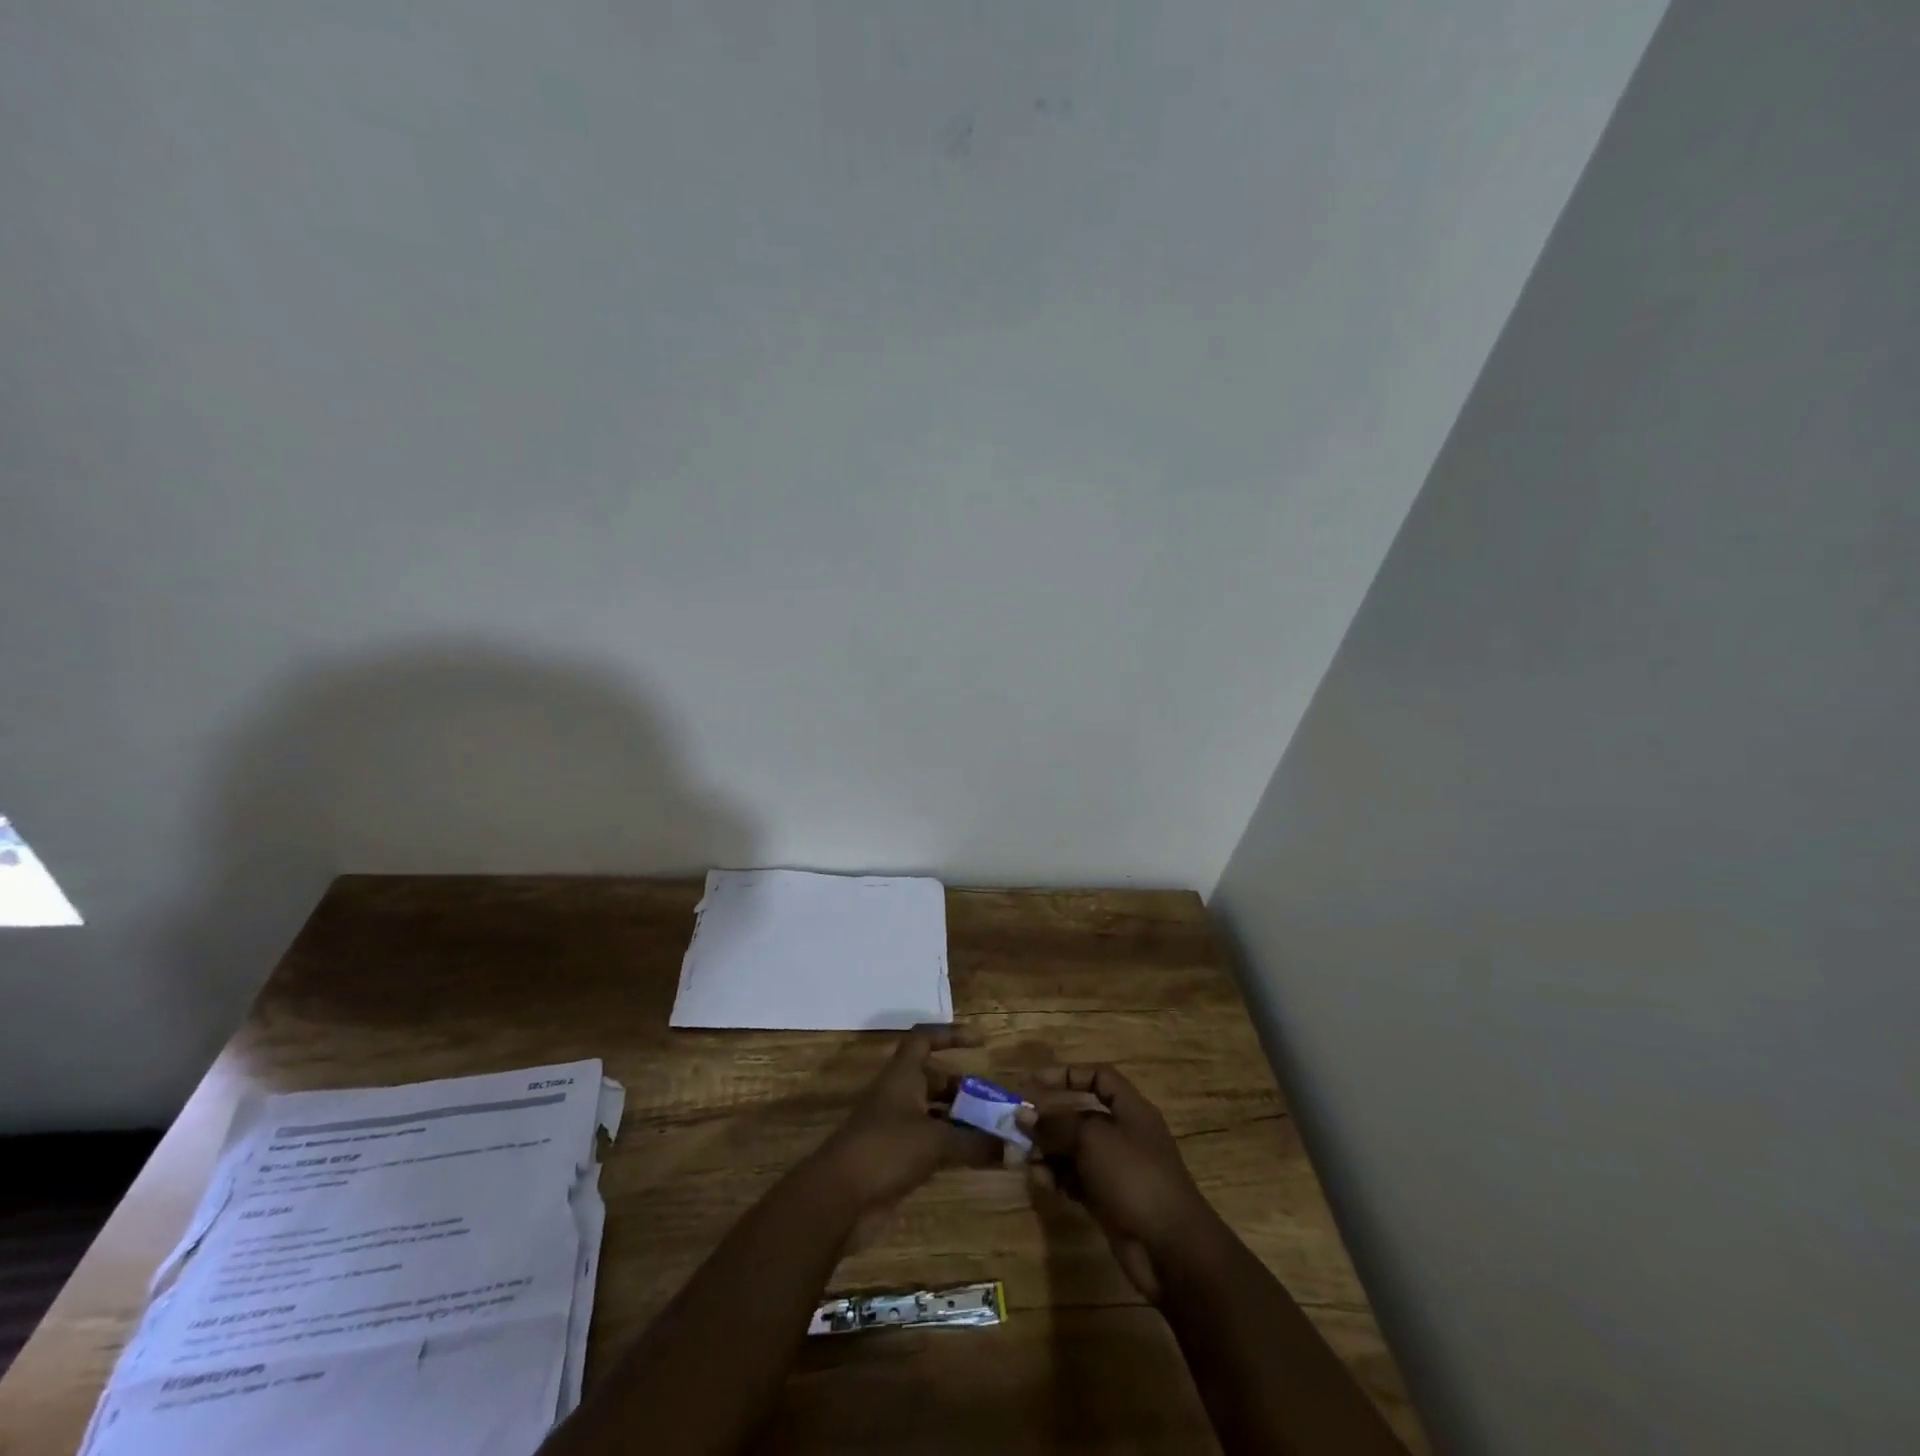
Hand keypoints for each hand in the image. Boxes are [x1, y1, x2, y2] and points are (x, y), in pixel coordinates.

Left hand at [813, 1024, 1000, 1226]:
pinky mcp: (895, 1159)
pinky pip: (930, 1144)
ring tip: (993, 1132)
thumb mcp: (935, 1141)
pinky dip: (951, 1148)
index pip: (924, 1040)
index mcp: (902, 1076)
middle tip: (995, 1103)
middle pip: (934, 1081)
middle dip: (964, 1089)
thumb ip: (974, 1142)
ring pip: (933, 1115)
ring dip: (960, 1121)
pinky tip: (975, 1159)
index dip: (950, 1035)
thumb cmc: (886, 1149)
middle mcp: (898, 1096)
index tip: (979, 1043)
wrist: (838, 1198)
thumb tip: (1012, 1147)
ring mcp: (895, 1128)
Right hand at [1018, 1065, 1218, 1302]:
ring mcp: (1117, 1170)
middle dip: (1050, 1120)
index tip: (1034, 1083)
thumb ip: (1056, 1125)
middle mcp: (1124, 1135)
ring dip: (1049, 1152)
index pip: (1099, 1078)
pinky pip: (1077, 1180)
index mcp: (1131, 1110)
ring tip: (1025, 1159)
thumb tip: (1024, 1115)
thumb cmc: (1134, 1177)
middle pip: (1081, 1116)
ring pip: (1076, 1151)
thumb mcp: (1092, 1140)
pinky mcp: (1109, 1201)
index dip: (1067, 1075)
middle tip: (1018, 1127)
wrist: (1171, 1249)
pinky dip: (1058, 1178)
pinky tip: (1041, 1181)